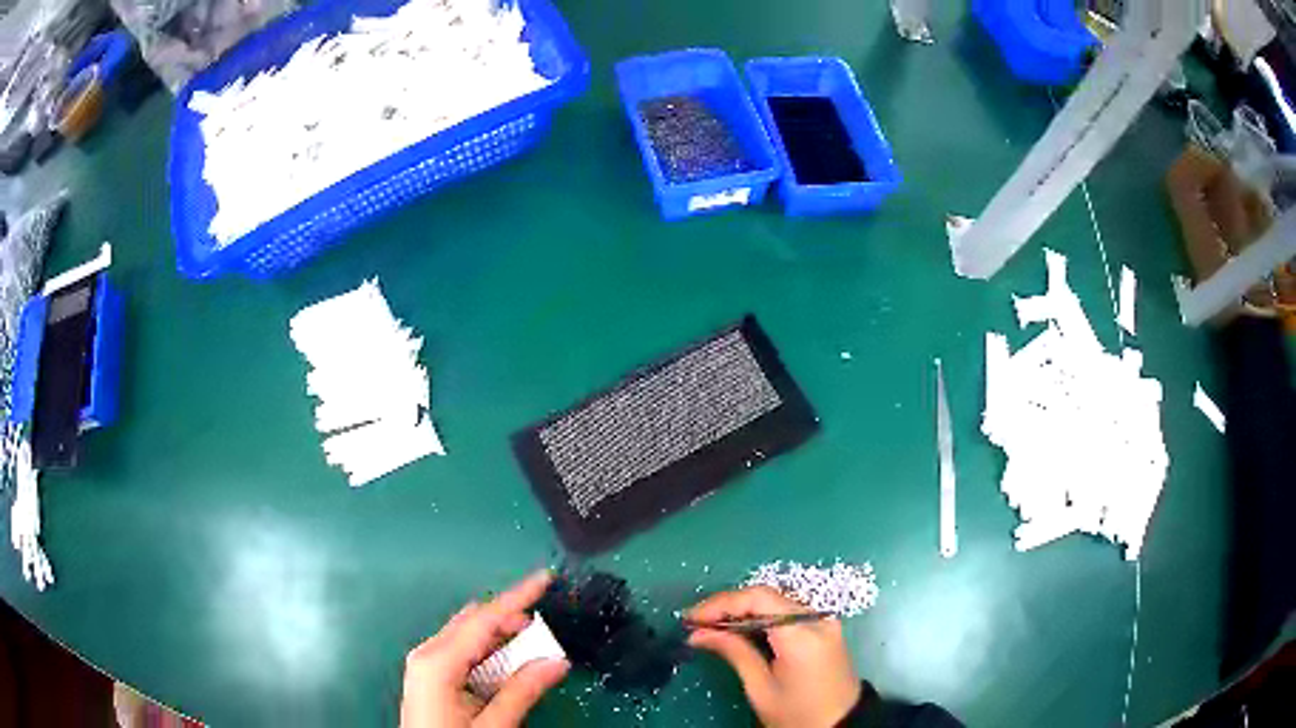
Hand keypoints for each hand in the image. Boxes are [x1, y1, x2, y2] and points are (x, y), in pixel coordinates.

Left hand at [400, 570, 569, 727]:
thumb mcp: (493, 725)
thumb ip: (522, 691)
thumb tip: (558, 661)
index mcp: (438, 661)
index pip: (484, 619)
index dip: (517, 597)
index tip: (545, 578)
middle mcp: (428, 652)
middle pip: (474, 622)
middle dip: (511, 619)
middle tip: (546, 633)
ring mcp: (425, 663)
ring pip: (468, 635)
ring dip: (501, 637)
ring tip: (533, 651)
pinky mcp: (429, 675)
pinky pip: (461, 651)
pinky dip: (488, 652)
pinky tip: (507, 667)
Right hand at [687, 586, 861, 727]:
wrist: (841, 725)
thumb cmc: (798, 714)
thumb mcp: (761, 689)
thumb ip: (734, 653)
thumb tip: (699, 634)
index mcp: (802, 635)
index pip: (758, 598)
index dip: (721, 603)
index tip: (691, 619)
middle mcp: (817, 619)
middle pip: (767, 596)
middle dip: (728, 606)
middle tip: (696, 623)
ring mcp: (824, 621)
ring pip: (776, 601)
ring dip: (743, 609)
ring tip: (712, 626)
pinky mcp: (825, 627)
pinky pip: (787, 611)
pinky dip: (760, 616)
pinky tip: (740, 629)